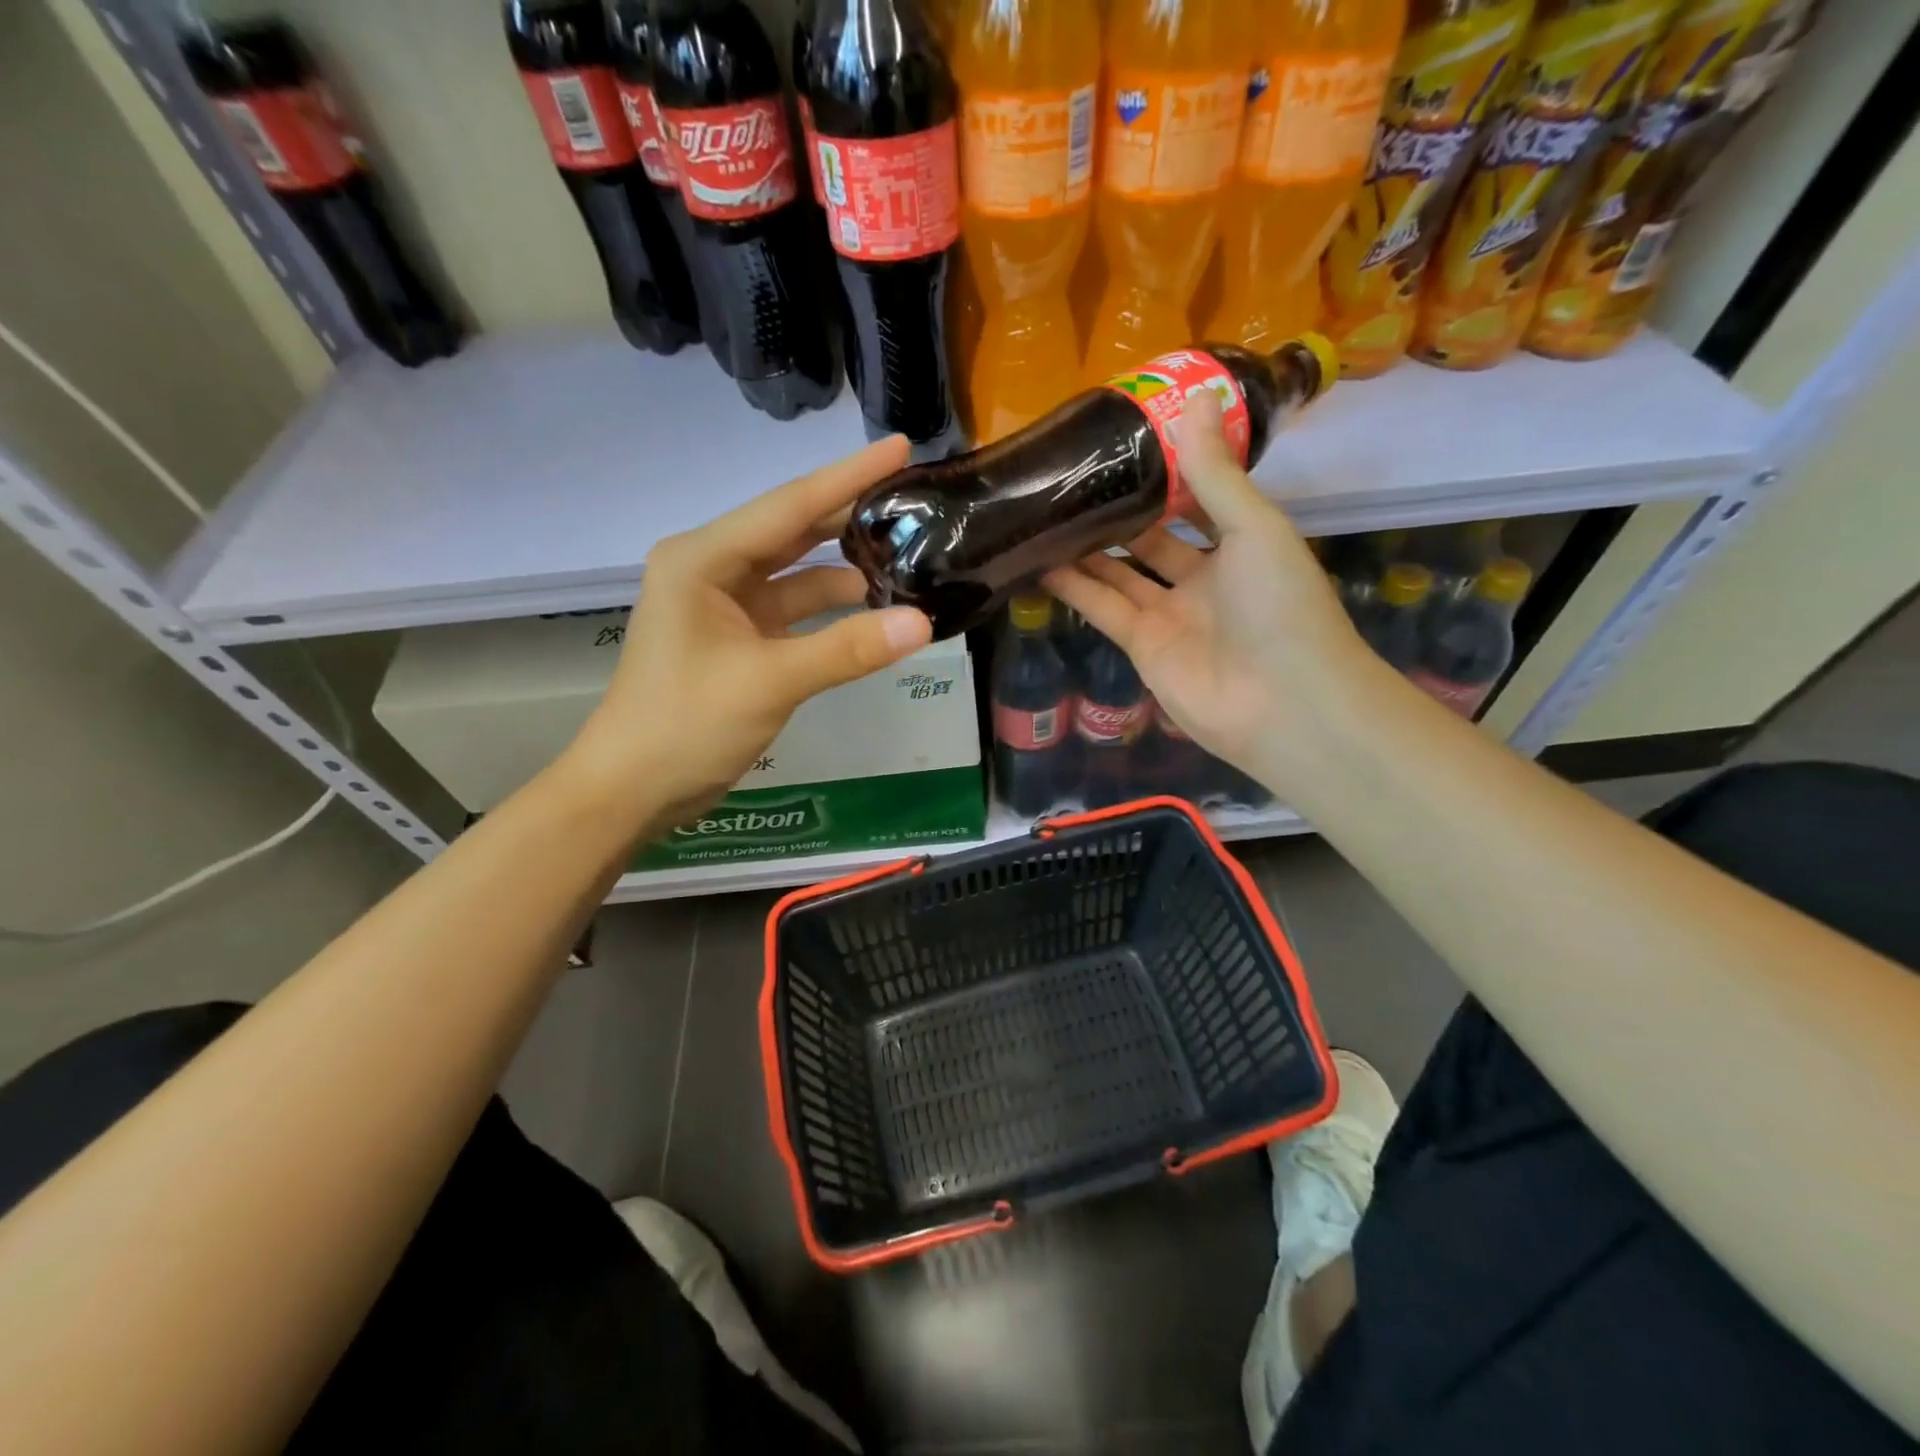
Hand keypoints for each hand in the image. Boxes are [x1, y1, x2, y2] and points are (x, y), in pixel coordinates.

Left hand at [564, 437, 931, 836]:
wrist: (633, 788)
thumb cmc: (686, 725)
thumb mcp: (770, 682)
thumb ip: (847, 650)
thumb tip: (923, 623)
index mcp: (703, 559)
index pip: (789, 506)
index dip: (848, 477)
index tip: (900, 446)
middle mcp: (713, 569)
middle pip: (794, 531)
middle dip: (850, 516)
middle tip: (914, 500)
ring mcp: (726, 605)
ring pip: (797, 573)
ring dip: (846, 568)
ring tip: (908, 555)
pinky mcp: (739, 638)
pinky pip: (794, 610)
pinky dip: (831, 610)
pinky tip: (874, 607)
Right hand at [1042, 391, 1380, 793]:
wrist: (1281, 701)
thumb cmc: (1280, 604)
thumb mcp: (1254, 527)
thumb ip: (1215, 472)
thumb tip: (1196, 398)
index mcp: (1240, 547)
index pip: (1196, 504)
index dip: (1165, 478)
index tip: (1126, 445)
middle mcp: (1203, 580)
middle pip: (1150, 540)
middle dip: (1117, 514)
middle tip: (1071, 479)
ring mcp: (1169, 615)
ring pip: (1119, 574)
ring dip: (1085, 548)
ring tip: (1045, 513)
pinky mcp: (1141, 646)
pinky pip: (1103, 608)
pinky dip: (1074, 588)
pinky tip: (1040, 561)